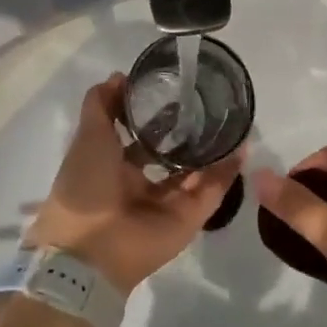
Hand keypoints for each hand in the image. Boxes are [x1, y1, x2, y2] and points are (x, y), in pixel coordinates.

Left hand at [26, 74, 238, 295]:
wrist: (91, 250)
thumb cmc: (85, 186)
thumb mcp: (87, 136)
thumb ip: (101, 104)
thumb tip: (120, 76)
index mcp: (113, 166)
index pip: (138, 137)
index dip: (152, 115)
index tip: (171, 89)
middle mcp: (141, 184)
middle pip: (170, 154)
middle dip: (187, 131)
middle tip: (208, 102)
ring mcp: (167, 202)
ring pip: (195, 171)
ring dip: (212, 149)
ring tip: (231, 119)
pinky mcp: (189, 218)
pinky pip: (211, 191)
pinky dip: (226, 171)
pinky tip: (241, 146)